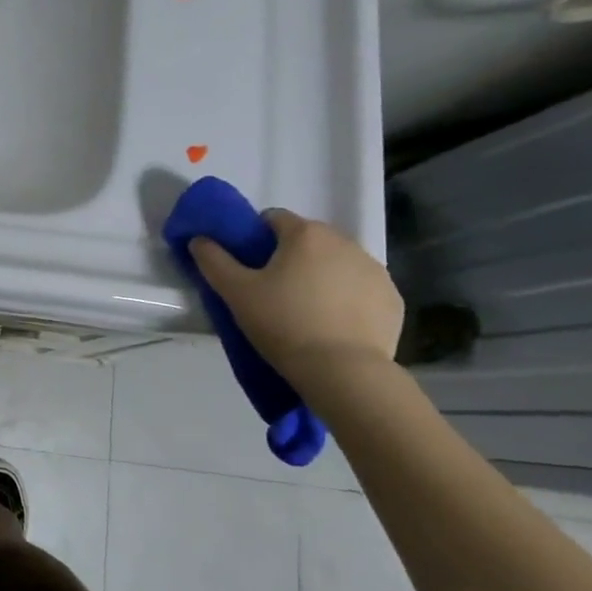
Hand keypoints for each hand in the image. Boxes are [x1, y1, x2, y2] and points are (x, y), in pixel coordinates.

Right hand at [190, 210, 403, 376]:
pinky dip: (347, 299)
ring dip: (321, 276)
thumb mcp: (236, 292)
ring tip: (305, 312)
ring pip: (336, 263)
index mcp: (305, 234)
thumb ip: (213, 260)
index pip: (273, 219)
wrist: (343, 372)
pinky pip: (361, 289)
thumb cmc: (283, 324)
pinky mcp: (392, 299)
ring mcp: (375, 270)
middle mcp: (345, 241)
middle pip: (308, 240)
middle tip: (273, 292)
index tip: (250, 267)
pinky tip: (334, 325)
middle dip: (291, 257)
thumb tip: (199, 239)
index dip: (256, 239)